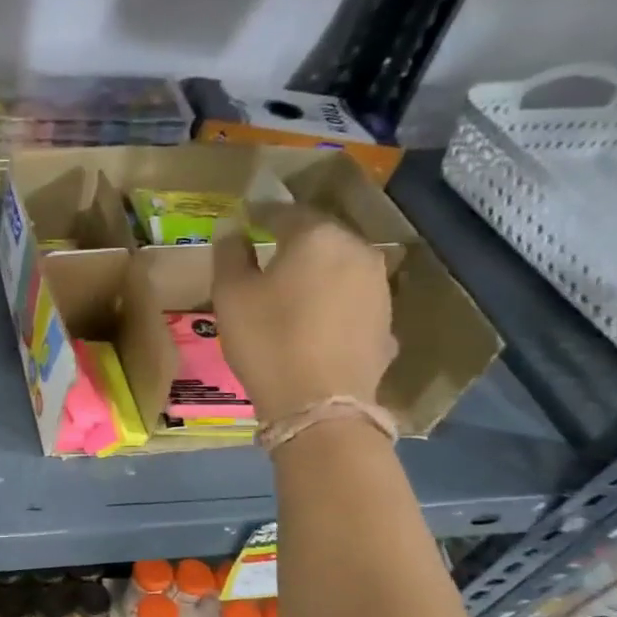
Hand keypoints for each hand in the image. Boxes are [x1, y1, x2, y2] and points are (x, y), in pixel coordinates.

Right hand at [211, 208, 396, 418]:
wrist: (319, 405)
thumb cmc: (267, 341)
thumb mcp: (231, 295)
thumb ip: (230, 253)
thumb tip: (233, 227)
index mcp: (317, 237)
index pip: (284, 212)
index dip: (260, 214)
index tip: (244, 219)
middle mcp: (357, 250)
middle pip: (320, 236)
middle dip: (293, 241)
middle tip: (267, 252)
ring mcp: (378, 286)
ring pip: (340, 266)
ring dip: (316, 271)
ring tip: (291, 287)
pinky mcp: (386, 321)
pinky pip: (351, 299)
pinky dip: (332, 300)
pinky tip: (315, 319)